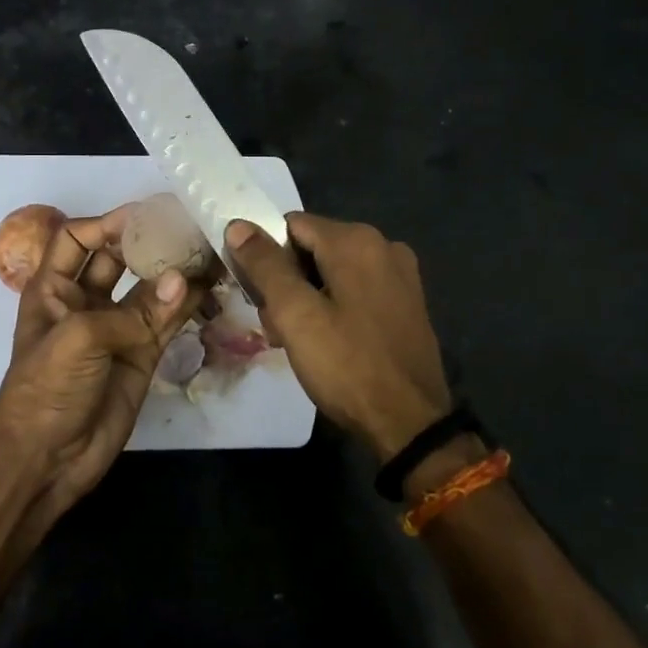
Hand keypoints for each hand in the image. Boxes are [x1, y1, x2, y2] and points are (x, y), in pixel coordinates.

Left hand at [0, 206, 201, 511]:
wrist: (47, 458)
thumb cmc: (47, 389)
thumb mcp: (78, 339)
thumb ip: (133, 311)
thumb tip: (184, 281)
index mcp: (53, 288)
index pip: (77, 239)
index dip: (108, 223)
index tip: (148, 216)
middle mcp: (85, 300)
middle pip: (118, 258)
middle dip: (148, 242)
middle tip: (188, 226)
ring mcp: (116, 328)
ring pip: (149, 288)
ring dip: (174, 270)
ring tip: (209, 250)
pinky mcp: (142, 354)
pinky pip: (167, 320)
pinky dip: (187, 304)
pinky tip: (210, 287)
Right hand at [226, 213, 452, 461]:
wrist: (409, 423)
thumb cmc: (346, 364)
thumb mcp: (295, 314)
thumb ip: (265, 265)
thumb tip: (238, 225)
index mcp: (356, 240)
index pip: (291, 225)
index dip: (264, 255)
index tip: (256, 295)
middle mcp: (383, 245)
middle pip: (312, 247)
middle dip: (285, 281)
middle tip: (274, 325)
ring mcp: (400, 275)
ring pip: (332, 271)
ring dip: (306, 298)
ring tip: (295, 340)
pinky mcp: (407, 303)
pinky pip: (355, 290)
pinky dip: (333, 307)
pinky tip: (326, 342)